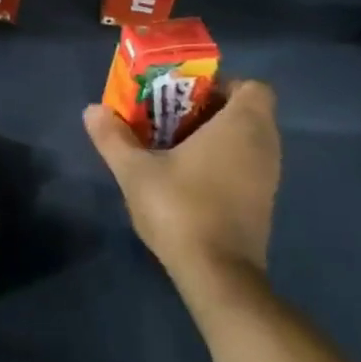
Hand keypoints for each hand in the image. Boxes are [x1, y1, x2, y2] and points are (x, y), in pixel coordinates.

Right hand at [83, 78, 280, 306]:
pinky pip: (247, 166)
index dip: (223, 85)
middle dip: (210, 110)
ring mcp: (268, 178)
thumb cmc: (181, 209)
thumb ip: (113, 137)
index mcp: (242, 125)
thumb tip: (92, 110)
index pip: (253, 87)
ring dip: (216, 138)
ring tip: (174, 148)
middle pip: (247, 112)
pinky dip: (224, 164)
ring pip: (247, 141)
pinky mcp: (263, 204)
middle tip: (170, 118)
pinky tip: (189, 180)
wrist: (218, 276)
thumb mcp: (135, 170)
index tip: (187, 96)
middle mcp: (264, 146)